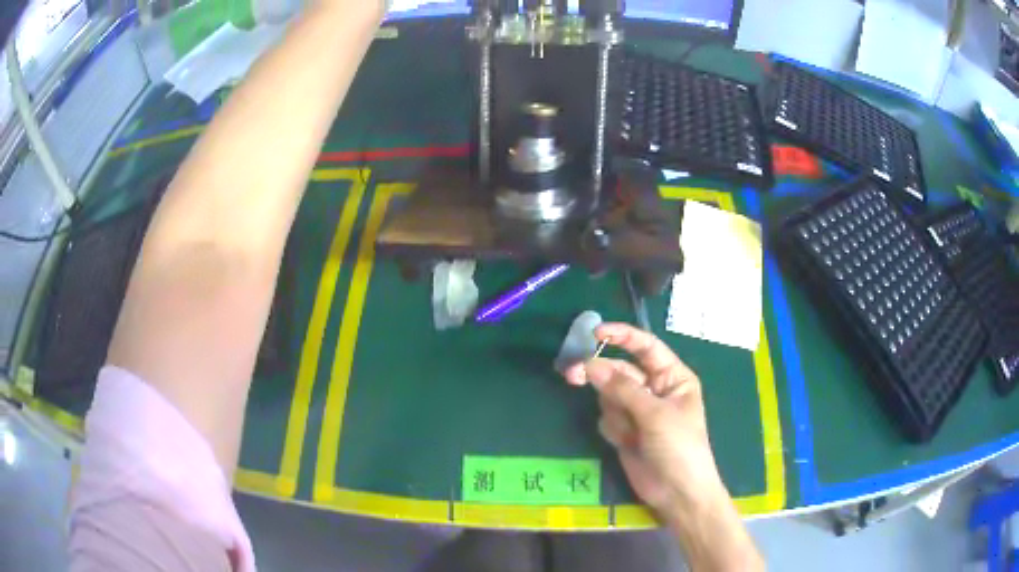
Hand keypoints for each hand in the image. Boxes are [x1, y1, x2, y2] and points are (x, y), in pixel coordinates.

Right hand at [562, 323, 726, 514]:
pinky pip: (607, 417)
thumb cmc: (679, 447)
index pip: (645, 346)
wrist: (677, 492)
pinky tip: (628, 443)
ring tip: (629, 432)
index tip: (594, 333)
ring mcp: (638, 410)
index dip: (621, 336)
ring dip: (614, 411)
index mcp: (672, 376)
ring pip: (609, 395)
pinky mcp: (625, 430)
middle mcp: (655, 388)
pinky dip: (614, 428)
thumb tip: (590, 364)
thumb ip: (622, 389)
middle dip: (600, 374)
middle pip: (620, 370)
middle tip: (573, 374)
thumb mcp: (655, 414)